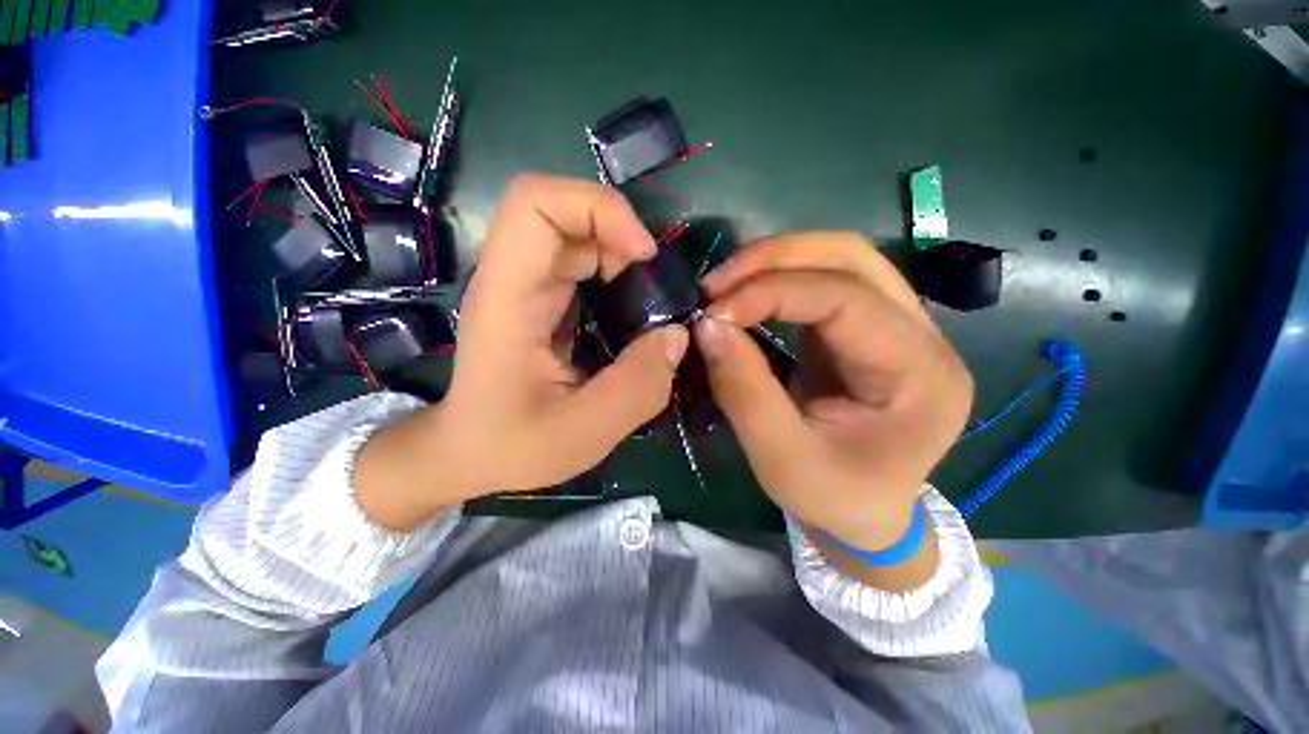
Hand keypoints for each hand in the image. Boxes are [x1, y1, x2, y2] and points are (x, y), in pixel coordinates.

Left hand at [355, 175, 688, 529]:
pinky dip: (614, 271)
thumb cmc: (511, 444)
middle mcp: (513, 278)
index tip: (643, 254)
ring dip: (619, 253)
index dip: (598, 208)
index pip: (536, 203)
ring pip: (575, 232)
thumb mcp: (583, 432)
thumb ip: (637, 388)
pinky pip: (581, 261)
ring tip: (645, 299)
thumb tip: (676, 335)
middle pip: (560, 208)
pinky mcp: (541, 299)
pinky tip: (629, 308)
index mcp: (509, 298)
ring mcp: (526, 285)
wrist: (467, 451)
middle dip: (618, 232)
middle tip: (652, 283)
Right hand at [697, 233, 971, 573]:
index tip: (713, 311)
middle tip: (716, 284)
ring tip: (725, 285)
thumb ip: (745, 390)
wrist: (866, 514)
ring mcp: (899, 327)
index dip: (772, 293)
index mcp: (921, 376)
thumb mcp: (781, 459)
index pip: (847, 299)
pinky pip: (826, 282)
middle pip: (853, 258)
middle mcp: (923, 337)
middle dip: (775, 258)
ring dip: (776, 261)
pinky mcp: (867, 330)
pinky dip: (779, 279)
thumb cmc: (834, 499)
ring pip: (841, 259)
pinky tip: (746, 295)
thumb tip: (708, 326)